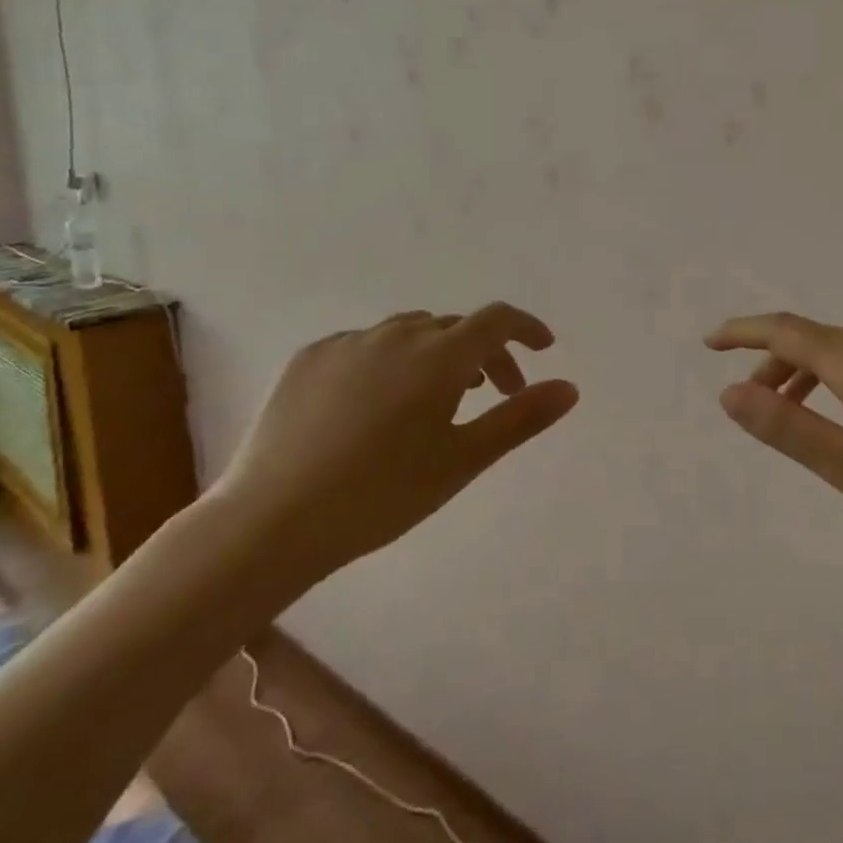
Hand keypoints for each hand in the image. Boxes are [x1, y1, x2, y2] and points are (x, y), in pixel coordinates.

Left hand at [212, 305, 578, 579]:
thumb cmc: (382, 494)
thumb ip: (520, 418)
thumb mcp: (463, 460)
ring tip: (437, 397)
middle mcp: (395, 335)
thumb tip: (570, 387)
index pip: (495, 320)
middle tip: (493, 394)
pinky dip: (389, 361)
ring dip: (437, 354)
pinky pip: (366, 345)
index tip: (543, 348)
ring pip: (410, 333)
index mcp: (438, 355)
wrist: (273, 521)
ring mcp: (348, 343)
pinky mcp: (310, 358)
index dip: (525, 328)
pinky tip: (378, 403)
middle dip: (484, 353)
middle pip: (455, 328)